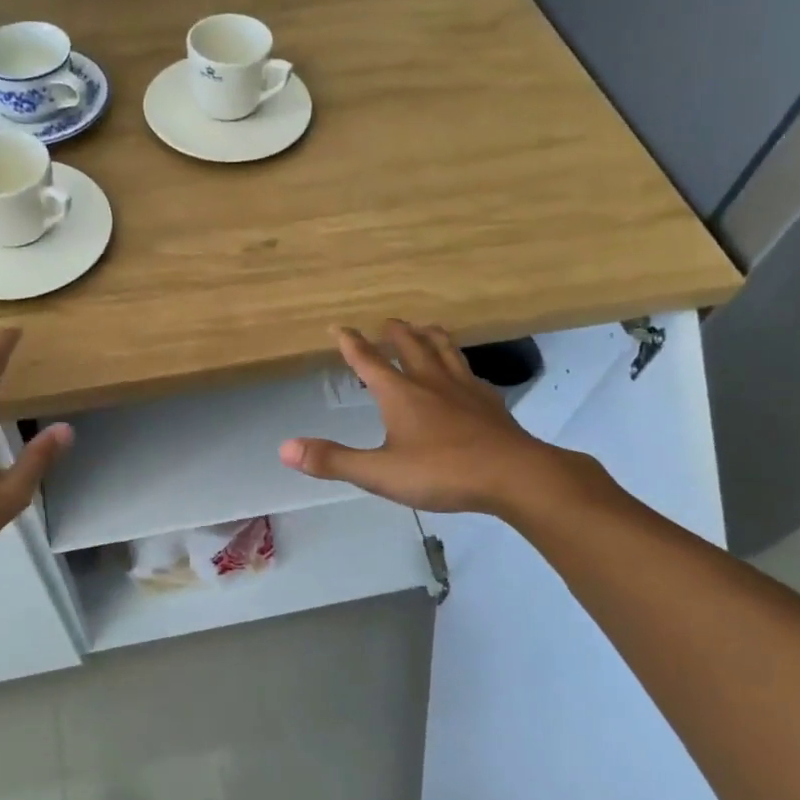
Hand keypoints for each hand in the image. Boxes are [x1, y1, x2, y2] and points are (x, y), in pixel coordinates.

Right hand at [279, 320, 584, 517]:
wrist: (513, 475)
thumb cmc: (442, 472)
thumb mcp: (379, 473)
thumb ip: (333, 460)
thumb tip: (285, 449)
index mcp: (400, 394)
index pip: (369, 360)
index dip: (351, 343)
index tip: (338, 327)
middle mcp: (431, 382)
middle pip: (410, 345)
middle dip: (394, 332)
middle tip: (386, 323)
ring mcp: (464, 389)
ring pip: (445, 350)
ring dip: (430, 336)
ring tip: (425, 329)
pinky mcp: (490, 402)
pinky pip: (470, 373)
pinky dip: (460, 364)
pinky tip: (464, 374)